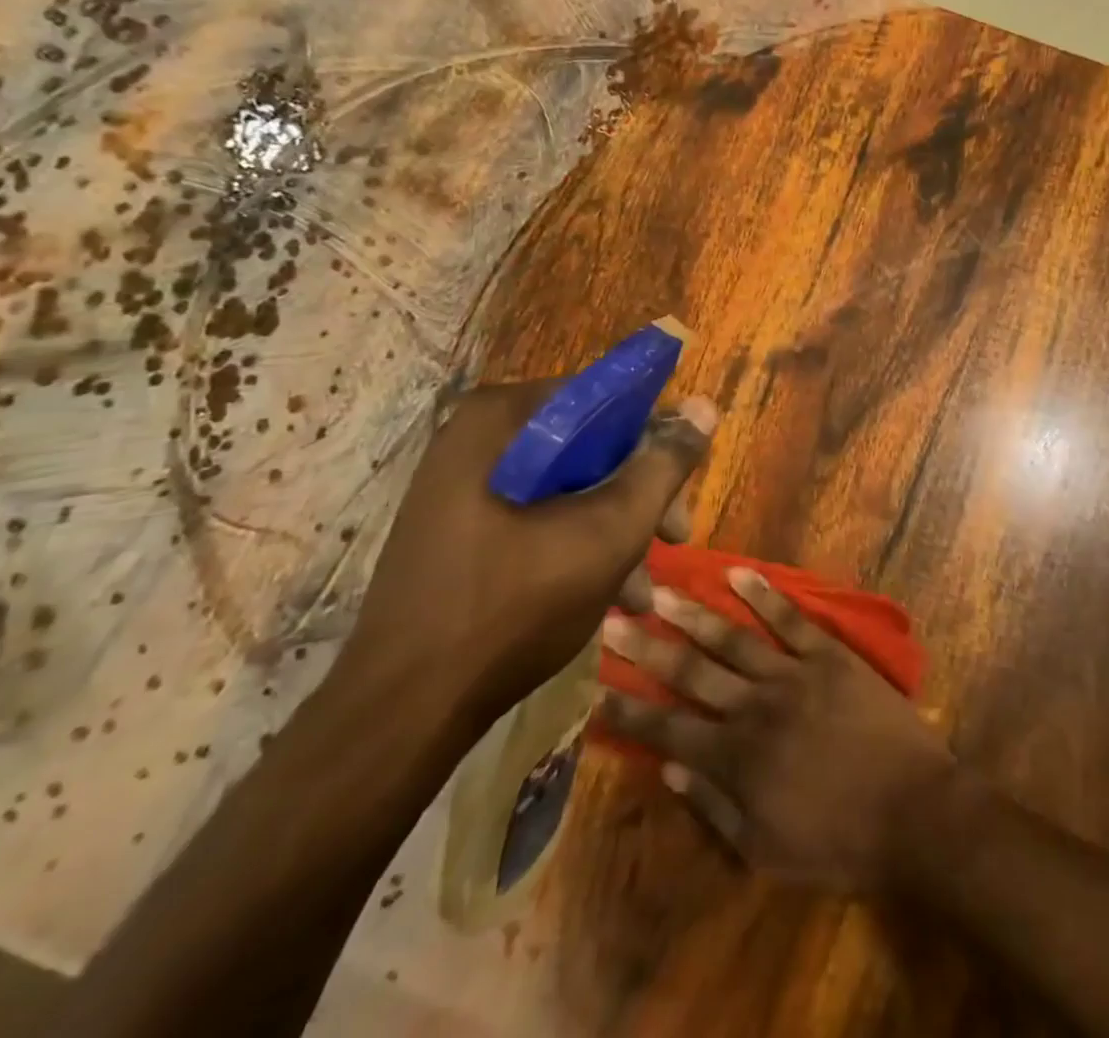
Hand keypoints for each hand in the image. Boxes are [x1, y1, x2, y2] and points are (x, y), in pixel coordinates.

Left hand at [340, 378, 718, 725]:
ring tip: (643, 590)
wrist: (404, 710)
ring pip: (568, 485)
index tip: (681, 487)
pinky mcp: (458, 527)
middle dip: (639, 495)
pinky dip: (577, 544)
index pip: (605, 398)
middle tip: (675, 539)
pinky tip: (609, 595)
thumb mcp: (610, 531)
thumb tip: (704, 407)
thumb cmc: (515, 606)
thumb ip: (663, 466)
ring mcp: (462, 484)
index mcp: (502, 419)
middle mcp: (477, 438)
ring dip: (615, 529)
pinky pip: (537, 515)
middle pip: (589, 445)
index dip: (655, 438)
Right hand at [597, 567, 954, 892]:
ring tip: (659, 589)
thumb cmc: (838, 842)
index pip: (666, 728)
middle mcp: (754, 708)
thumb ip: (715, 806)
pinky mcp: (829, 655)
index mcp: (735, 760)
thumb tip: (670, 768)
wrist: (913, 812)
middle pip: (690, 672)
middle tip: (610, 617)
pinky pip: (791, 619)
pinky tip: (739, 573)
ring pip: (732, 638)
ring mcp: (793, 675)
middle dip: (646, 646)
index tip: (594, 685)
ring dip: (693, 613)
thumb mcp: (766, 849)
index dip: (627, 709)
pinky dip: (764, 595)